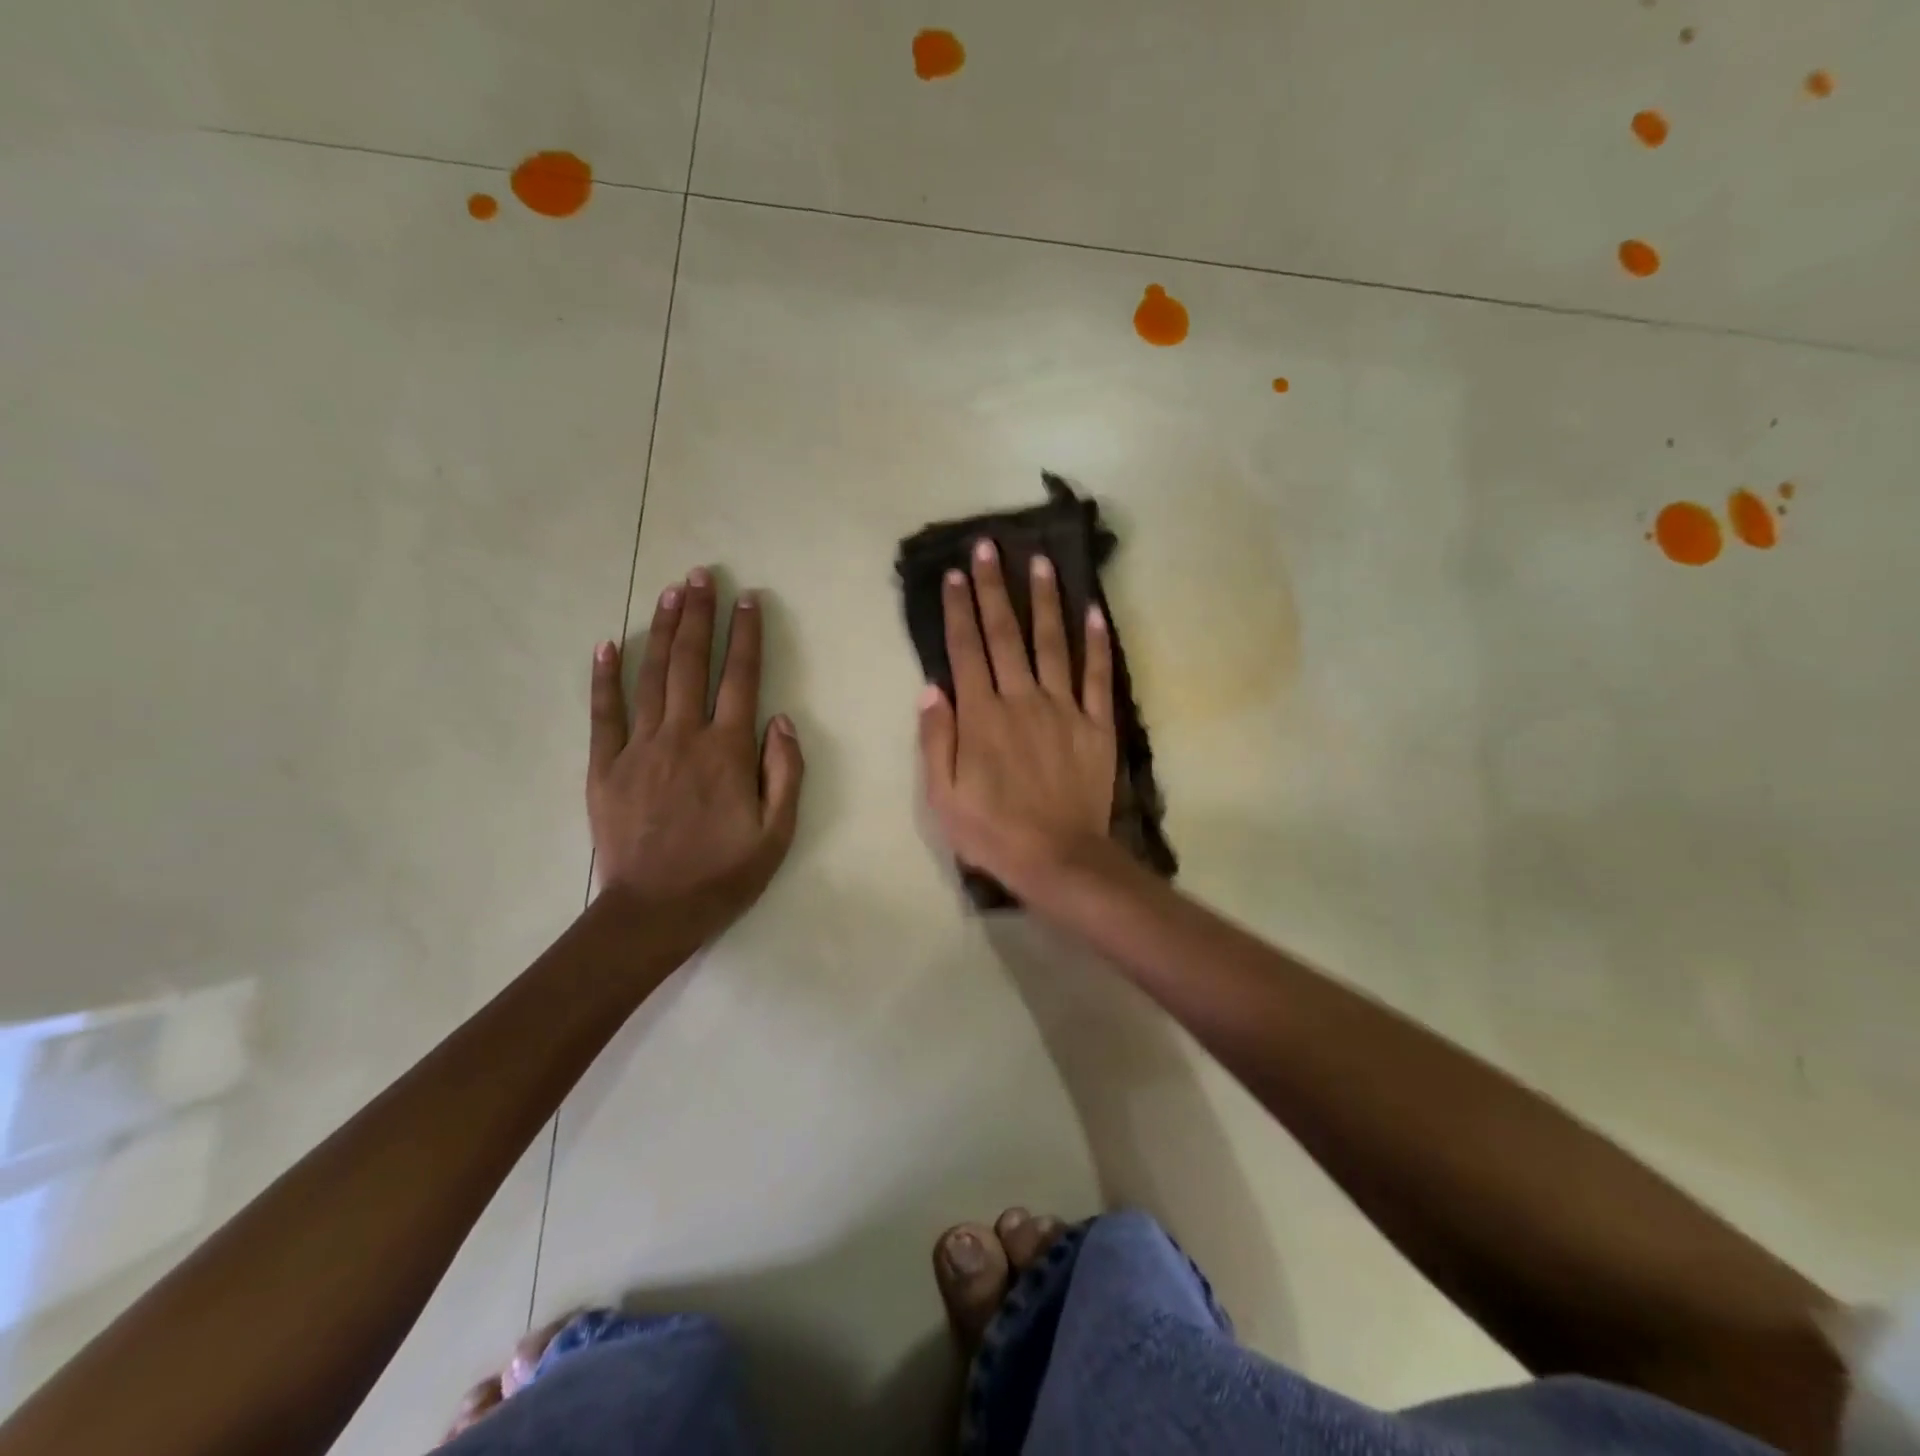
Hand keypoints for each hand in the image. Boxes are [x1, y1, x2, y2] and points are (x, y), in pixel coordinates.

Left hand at [587, 567, 803, 939]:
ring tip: (670, 592)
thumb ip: (785, 772)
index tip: (748, 599)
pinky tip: (608, 645)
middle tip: (701, 575)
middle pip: (693, 664)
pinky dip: (605, 678)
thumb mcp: (777, 832)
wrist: (654, 912)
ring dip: (663, 631)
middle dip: (699, 616)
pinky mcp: (605, 766)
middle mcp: (684, 737)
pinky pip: (603, 713)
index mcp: (728, 752)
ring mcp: (639, 748)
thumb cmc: (724, 874)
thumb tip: (781, 719)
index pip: (741, 679)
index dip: (746, 636)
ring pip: (654, 677)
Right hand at [918, 539, 1115, 889]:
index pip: (966, 650)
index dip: (958, 610)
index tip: (954, 575)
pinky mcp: (1096, 725)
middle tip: (989, 547)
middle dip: (994, 588)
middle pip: (1006, 635)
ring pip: (1053, 643)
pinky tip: (1095, 613)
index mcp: (981, 716)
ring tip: (1040, 562)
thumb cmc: (992, 832)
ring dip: (1045, 601)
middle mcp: (1022, 699)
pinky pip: (1097, 677)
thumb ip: (936, 739)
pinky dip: (1097, 644)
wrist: (1058, 858)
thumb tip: (931, 687)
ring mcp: (1063, 709)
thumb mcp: (942, 796)